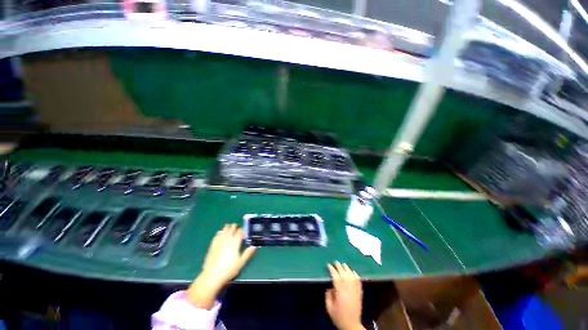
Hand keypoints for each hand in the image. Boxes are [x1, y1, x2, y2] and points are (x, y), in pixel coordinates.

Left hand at [186, 224, 255, 308]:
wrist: (212, 276)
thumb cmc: (229, 269)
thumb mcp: (241, 262)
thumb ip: (248, 253)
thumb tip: (254, 246)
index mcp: (235, 242)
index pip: (240, 232)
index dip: (242, 230)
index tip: (244, 231)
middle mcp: (227, 239)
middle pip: (231, 229)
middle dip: (234, 226)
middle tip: (236, 226)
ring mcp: (219, 241)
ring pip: (223, 231)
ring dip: (227, 227)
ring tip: (229, 226)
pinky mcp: (212, 245)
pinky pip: (216, 236)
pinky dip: (219, 232)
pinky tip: (220, 232)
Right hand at [325, 262, 364, 329]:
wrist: (352, 325)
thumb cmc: (339, 316)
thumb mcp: (329, 307)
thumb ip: (328, 295)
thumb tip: (330, 286)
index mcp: (340, 293)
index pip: (336, 277)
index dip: (332, 270)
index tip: (329, 265)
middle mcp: (348, 290)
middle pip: (344, 274)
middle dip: (339, 267)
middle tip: (335, 262)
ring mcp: (355, 291)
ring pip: (351, 276)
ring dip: (347, 269)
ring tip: (343, 264)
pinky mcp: (360, 293)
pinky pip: (358, 281)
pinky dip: (355, 275)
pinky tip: (353, 271)